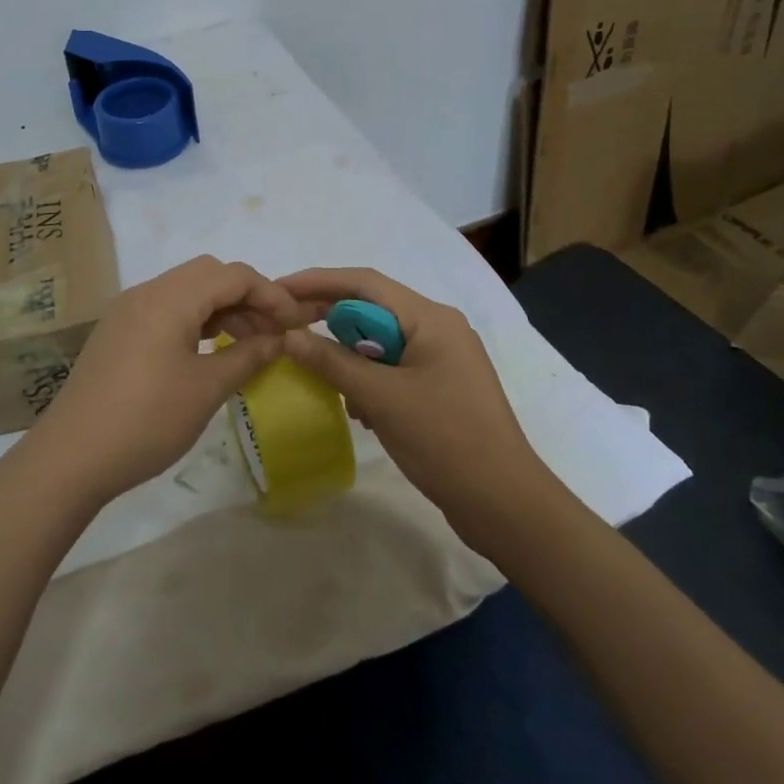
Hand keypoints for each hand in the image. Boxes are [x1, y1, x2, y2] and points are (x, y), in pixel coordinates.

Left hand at [34, 255, 307, 503]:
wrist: (72, 456)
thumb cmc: (147, 420)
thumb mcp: (207, 389)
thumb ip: (249, 356)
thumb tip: (278, 339)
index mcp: (170, 298)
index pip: (233, 275)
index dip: (271, 295)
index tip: (294, 325)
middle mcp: (146, 292)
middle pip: (209, 274)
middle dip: (246, 297)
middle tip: (271, 333)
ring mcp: (127, 310)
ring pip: (186, 290)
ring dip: (220, 308)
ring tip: (247, 344)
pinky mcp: (117, 331)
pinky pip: (165, 308)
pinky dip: (194, 319)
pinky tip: (208, 349)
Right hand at [279, 268, 564, 534]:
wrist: (504, 502)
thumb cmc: (446, 440)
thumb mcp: (382, 398)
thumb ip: (333, 363)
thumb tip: (289, 336)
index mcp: (431, 319)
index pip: (365, 283)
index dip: (318, 281)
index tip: (278, 289)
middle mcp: (437, 328)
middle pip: (371, 309)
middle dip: (328, 317)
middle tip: (284, 328)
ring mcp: (440, 359)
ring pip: (379, 341)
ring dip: (346, 353)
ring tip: (312, 369)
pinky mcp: (438, 387)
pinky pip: (391, 368)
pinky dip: (366, 378)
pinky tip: (353, 406)